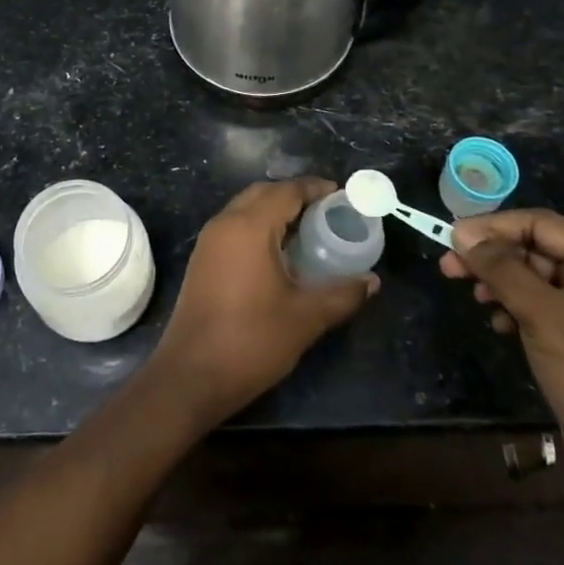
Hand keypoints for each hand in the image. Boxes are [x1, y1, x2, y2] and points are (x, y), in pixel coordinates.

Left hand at [152, 178, 377, 425]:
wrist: (191, 376)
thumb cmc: (251, 341)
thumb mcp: (306, 318)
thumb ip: (342, 294)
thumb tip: (371, 281)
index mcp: (249, 227)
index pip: (286, 191)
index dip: (316, 188)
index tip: (342, 196)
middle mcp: (224, 224)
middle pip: (263, 194)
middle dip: (295, 196)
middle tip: (327, 213)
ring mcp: (208, 242)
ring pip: (245, 210)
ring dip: (274, 212)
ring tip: (308, 232)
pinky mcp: (202, 261)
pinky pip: (234, 228)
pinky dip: (258, 228)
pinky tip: (279, 254)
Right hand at [441, 210, 563, 498]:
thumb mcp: (543, 315)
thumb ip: (501, 269)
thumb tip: (461, 233)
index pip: (539, 223)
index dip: (493, 226)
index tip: (451, 237)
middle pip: (534, 248)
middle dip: (492, 256)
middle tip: (448, 268)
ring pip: (533, 278)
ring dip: (500, 283)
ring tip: (474, 298)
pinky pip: (539, 306)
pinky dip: (514, 308)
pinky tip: (499, 324)